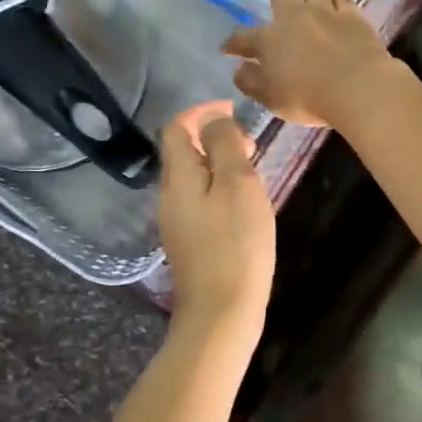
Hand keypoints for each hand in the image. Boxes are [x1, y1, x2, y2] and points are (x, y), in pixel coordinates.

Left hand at [158, 100, 275, 337]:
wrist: (222, 312)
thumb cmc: (235, 243)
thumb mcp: (237, 183)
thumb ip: (223, 144)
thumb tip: (213, 118)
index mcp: (178, 176)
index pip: (177, 127)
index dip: (201, 111)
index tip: (232, 109)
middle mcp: (169, 195)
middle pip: (183, 151)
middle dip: (214, 137)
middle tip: (251, 143)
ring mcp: (177, 221)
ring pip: (194, 176)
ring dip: (219, 163)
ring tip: (252, 170)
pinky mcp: (189, 241)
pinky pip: (200, 199)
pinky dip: (219, 187)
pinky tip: (244, 204)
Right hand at [222, 0, 398, 127]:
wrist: (356, 88)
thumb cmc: (308, 97)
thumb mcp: (271, 97)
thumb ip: (251, 82)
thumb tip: (238, 69)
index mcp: (269, 40)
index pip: (244, 38)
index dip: (234, 42)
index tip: (227, 47)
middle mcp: (294, 18)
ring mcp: (324, 13)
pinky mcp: (351, 16)